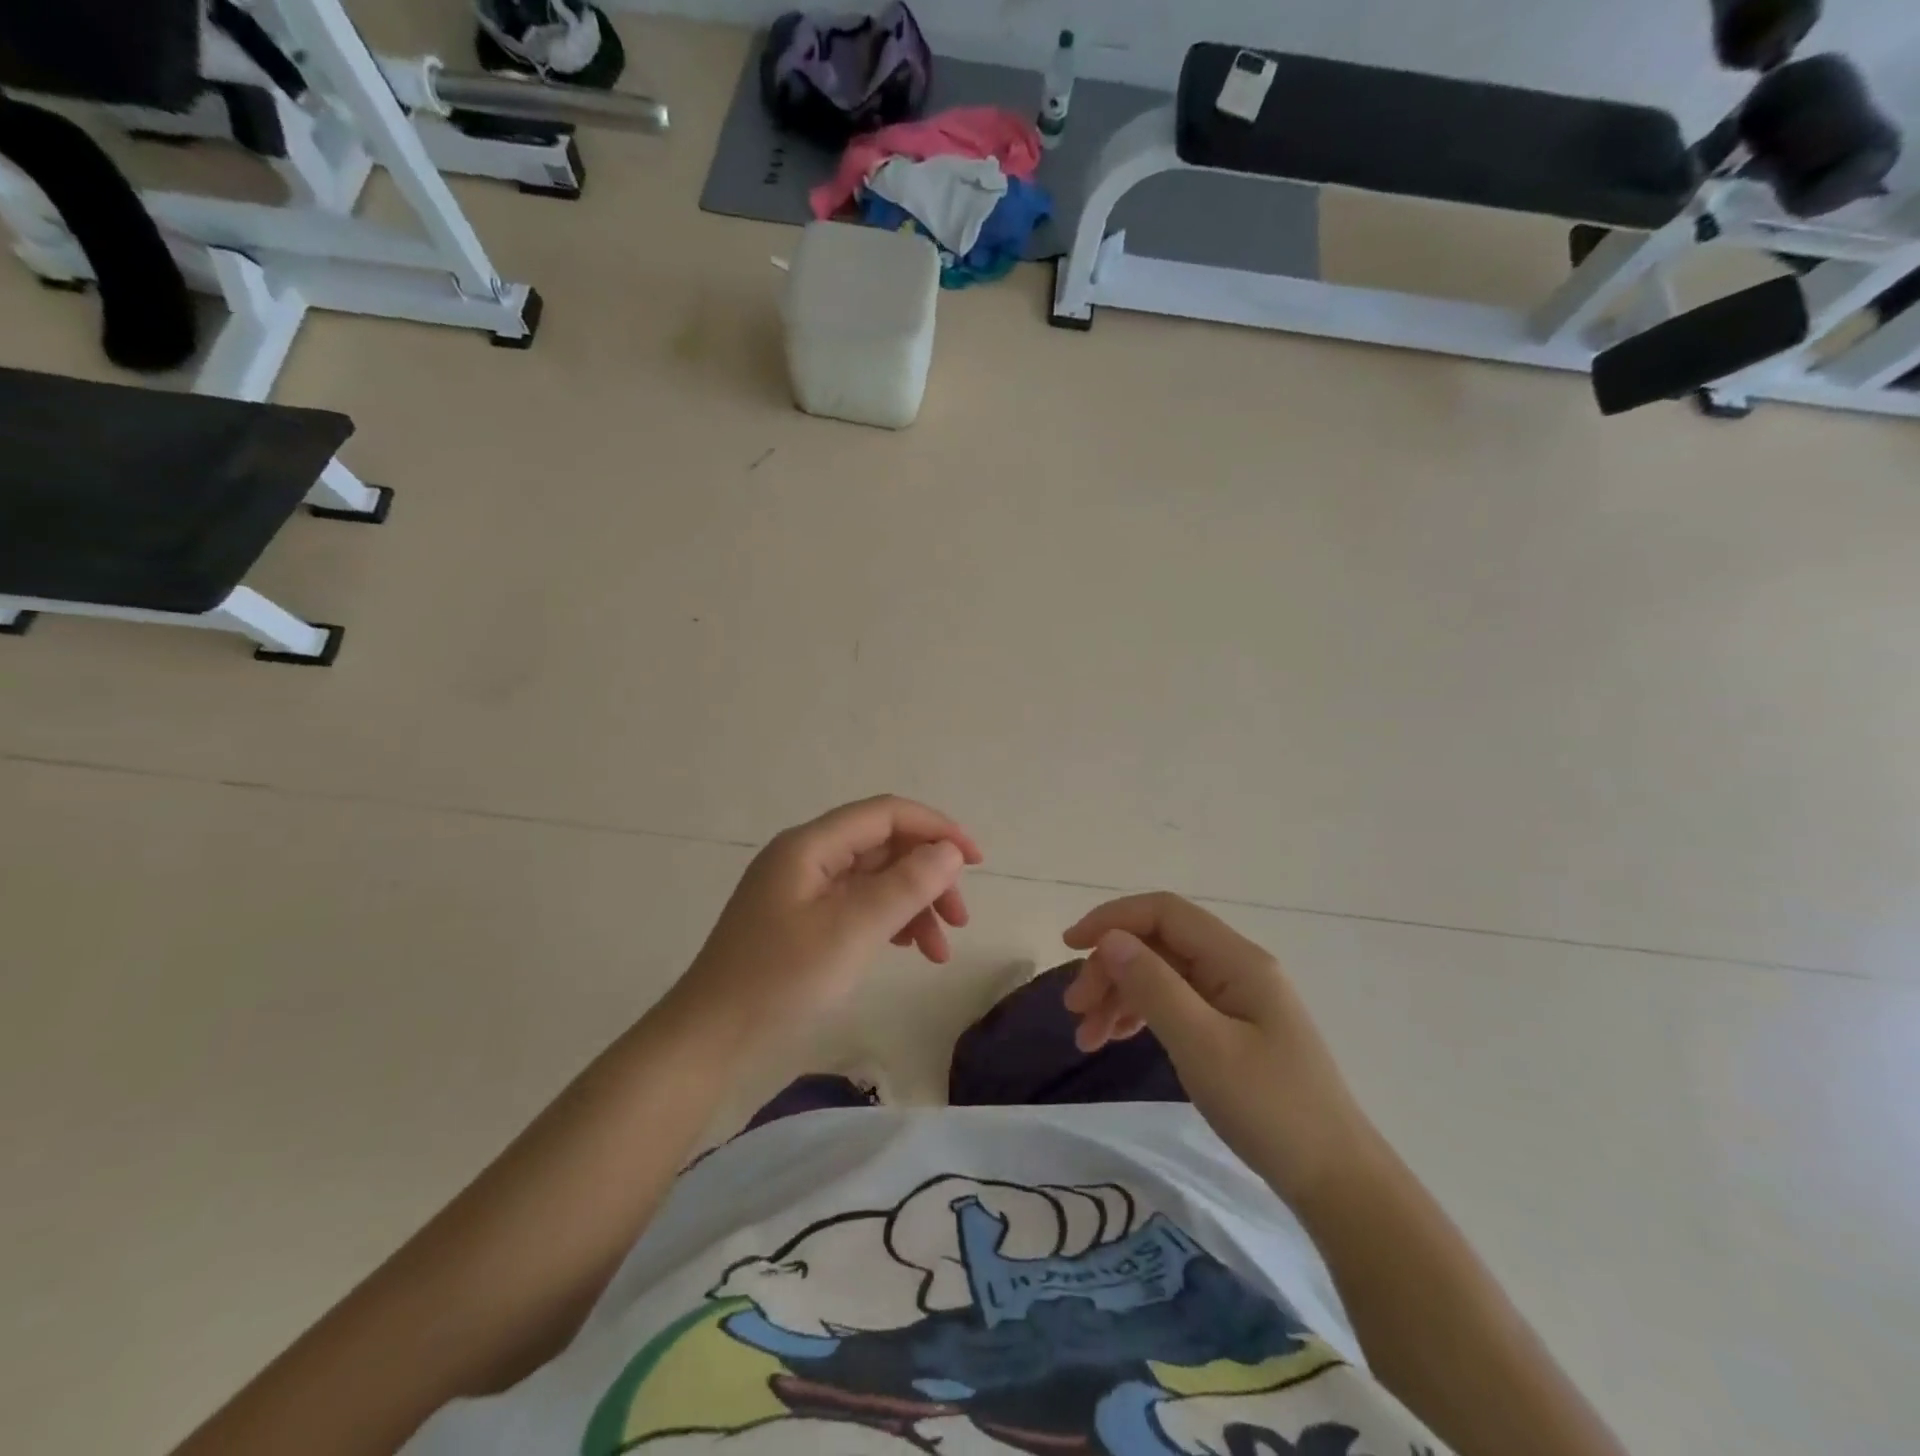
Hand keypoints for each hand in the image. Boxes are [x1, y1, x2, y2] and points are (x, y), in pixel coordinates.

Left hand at [667, 796, 983, 1043]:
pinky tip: (907, 948)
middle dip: (927, 875)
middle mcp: (807, 857)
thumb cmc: (780, 980)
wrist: (709, 1040)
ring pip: (874, 879)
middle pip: (883, 846)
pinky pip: (858, 905)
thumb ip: (905, 885)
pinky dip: (889, 921)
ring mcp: (802, 890)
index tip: (975, 862)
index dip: (935, 829)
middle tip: (960, 919)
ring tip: (939, 950)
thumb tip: (948, 851)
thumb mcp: (851, 931)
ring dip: (913, 903)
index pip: (886, 814)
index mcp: (810, 845)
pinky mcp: (802, 921)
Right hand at [1062, 893, 1370, 1201]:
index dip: (1112, 919)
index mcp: (1236, 960)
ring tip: (1086, 1037)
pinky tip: (1116, 1038)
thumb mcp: (1203, 1047)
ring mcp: (1235, 998)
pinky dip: (1140, 1014)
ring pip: (1161, 974)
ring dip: (1119, 995)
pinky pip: (1174, 1002)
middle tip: (1075, 1011)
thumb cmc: (1270, 1110)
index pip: (1164, 912)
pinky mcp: (1232, 1027)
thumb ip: (1154, 987)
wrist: (1335, 1181)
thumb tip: (1110, 939)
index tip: (1069, 947)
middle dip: (1110, 967)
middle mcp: (1235, 967)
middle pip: (1158, 944)